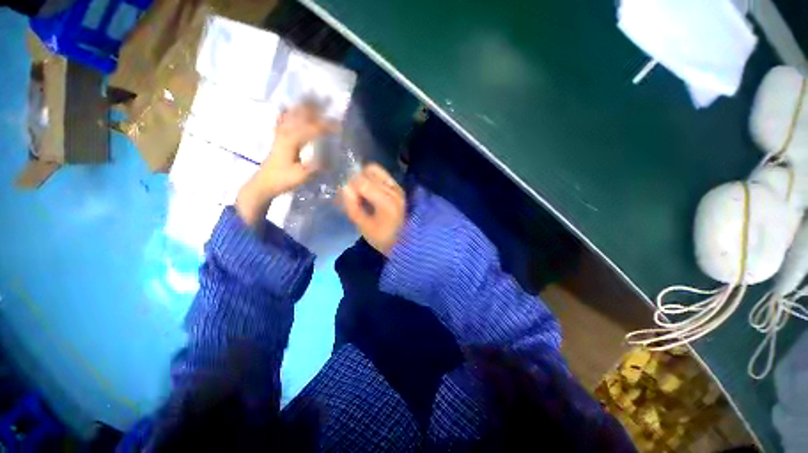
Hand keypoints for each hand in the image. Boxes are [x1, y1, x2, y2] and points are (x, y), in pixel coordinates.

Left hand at [236, 103, 336, 225]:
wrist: (264, 183)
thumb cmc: (283, 180)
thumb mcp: (302, 176)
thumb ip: (316, 166)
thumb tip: (331, 158)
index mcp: (292, 140)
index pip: (312, 129)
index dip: (327, 126)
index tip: (340, 126)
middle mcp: (285, 132)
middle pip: (301, 115)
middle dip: (315, 107)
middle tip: (327, 98)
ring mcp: (280, 133)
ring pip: (292, 114)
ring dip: (302, 105)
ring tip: (311, 96)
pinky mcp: (277, 137)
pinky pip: (281, 119)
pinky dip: (286, 112)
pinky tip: (288, 107)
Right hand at [341, 164, 405, 254]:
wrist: (403, 240)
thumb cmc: (382, 237)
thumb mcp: (363, 226)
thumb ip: (352, 206)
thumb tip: (344, 187)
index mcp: (386, 202)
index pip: (361, 182)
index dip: (350, 187)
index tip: (348, 199)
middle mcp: (393, 190)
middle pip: (367, 173)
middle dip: (356, 181)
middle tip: (353, 195)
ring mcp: (397, 187)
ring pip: (374, 170)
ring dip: (363, 177)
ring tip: (361, 191)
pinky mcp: (397, 187)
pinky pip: (381, 174)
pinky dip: (371, 177)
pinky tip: (369, 190)